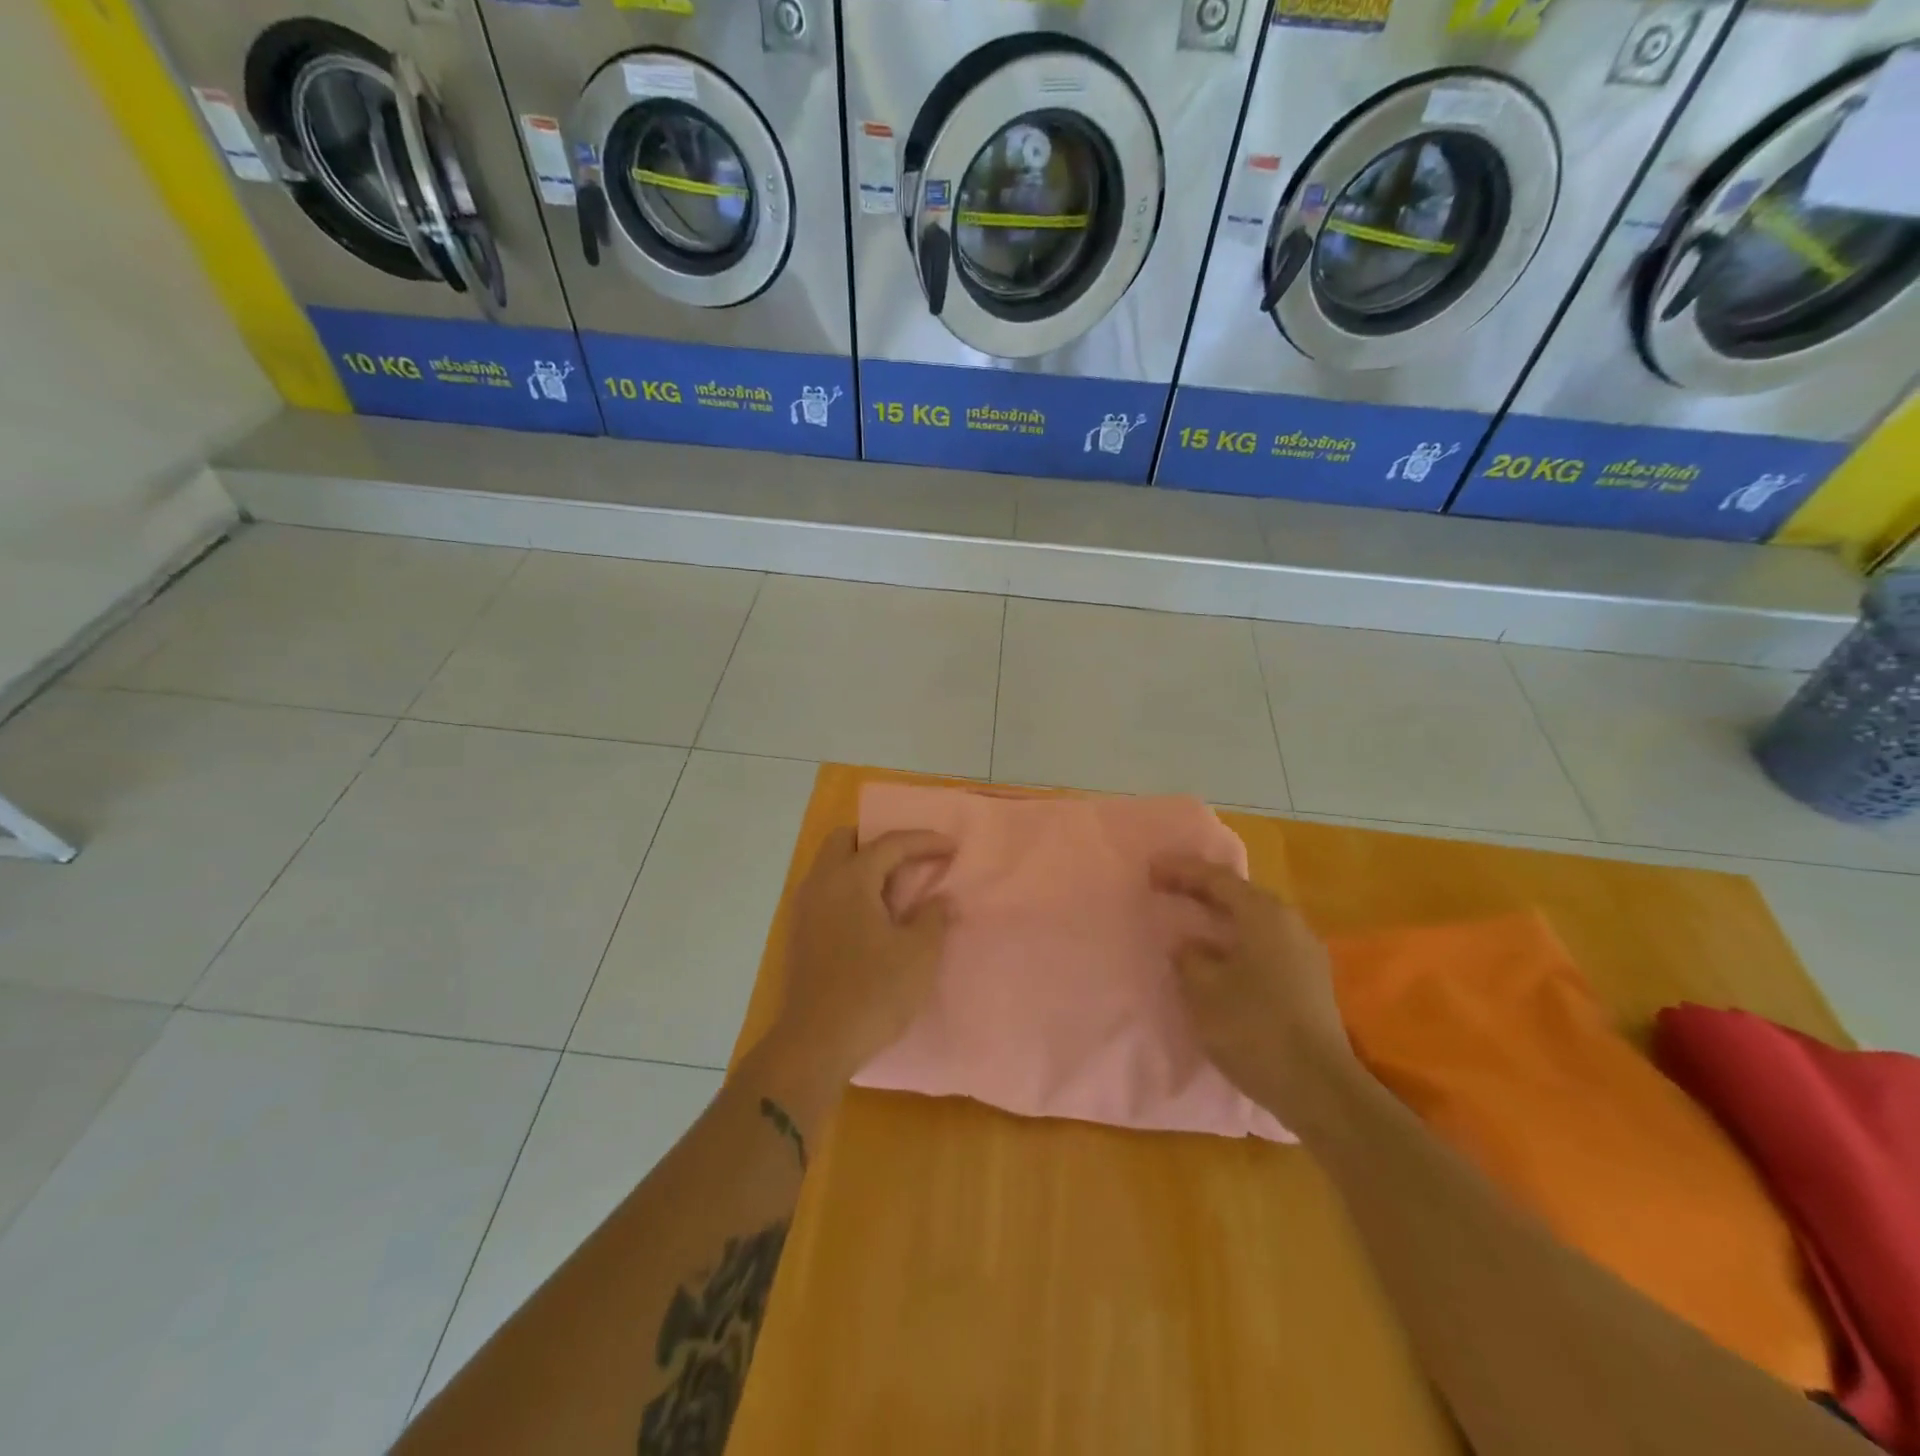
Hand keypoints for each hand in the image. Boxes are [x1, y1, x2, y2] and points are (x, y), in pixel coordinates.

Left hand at [750, 827, 954, 1119]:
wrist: (816, 1043)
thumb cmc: (873, 992)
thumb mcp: (919, 954)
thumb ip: (933, 917)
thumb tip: (938, 900)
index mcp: (850, 878)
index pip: (890, 843)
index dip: (925, 841)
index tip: (953, 847)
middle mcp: (821, 883)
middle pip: (846, 840)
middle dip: (880, 841)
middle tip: (911, 859)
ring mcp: (804, 908)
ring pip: (831, 865)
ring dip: (862, 865)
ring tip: (895, 887)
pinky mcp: (800, 933)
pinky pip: (825, 890)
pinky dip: (849, 888)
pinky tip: (871, 914)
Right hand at [1151, 854, 1360, 1126]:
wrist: (1319, 1088)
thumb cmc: (1253, 1028)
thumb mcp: (1204, 989)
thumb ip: (1189, 957)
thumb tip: (1188, 945)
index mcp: (1263, 914)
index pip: (1216, 879)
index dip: (1180, 871)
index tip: (1150, 869)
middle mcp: (1289, 923)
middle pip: (1238, 894)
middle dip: (1200, 890)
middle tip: (1166, 887)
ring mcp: (1305, 952)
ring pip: (1253, 920)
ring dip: (1219, 917)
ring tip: (1189, 920)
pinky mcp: (1310, 981)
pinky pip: (1264, 943)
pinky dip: (1236, 939)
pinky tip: (1218, 955)